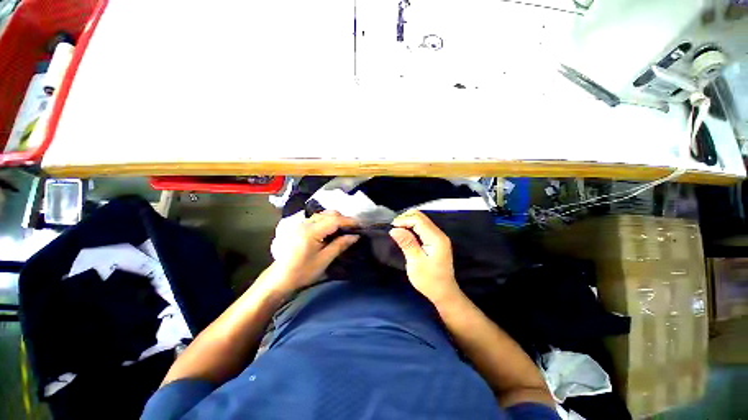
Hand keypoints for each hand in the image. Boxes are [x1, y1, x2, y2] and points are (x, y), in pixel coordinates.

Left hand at [268, 210, 358, 294]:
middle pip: (328, 214)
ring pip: (323, 215)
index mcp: (311, 232)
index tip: (360, 225)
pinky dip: (328, 221)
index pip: (334, 220)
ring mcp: (301, 224)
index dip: (349, 221)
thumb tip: (355, 236)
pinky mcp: (300, 228)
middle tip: (353, 228)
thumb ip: (340, 245)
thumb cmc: (302, 272)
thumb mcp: (324, 260)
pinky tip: (332, 230)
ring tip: (345, 229)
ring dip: (335, 219)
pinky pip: (317, 219)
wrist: (279, 279)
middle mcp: (306, 224)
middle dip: (343, 218)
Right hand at [389, 210, 461, 304]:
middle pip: (421, 217)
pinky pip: (422, 227)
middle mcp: (439, 234)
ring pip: (421, 220)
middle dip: (405, 219)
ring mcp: (438, 236)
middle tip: (394, 228)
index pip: (418, 220)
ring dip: (408, 222)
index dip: (404, 220)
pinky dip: (412, 227)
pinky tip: (405, 234)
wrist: (444, 292)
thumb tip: (394, 229)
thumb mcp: (415, 262)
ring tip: (397, 231)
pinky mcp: (436, 240)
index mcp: (436, 238)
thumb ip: (406, 243)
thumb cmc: (429, 280)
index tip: (392, 228)